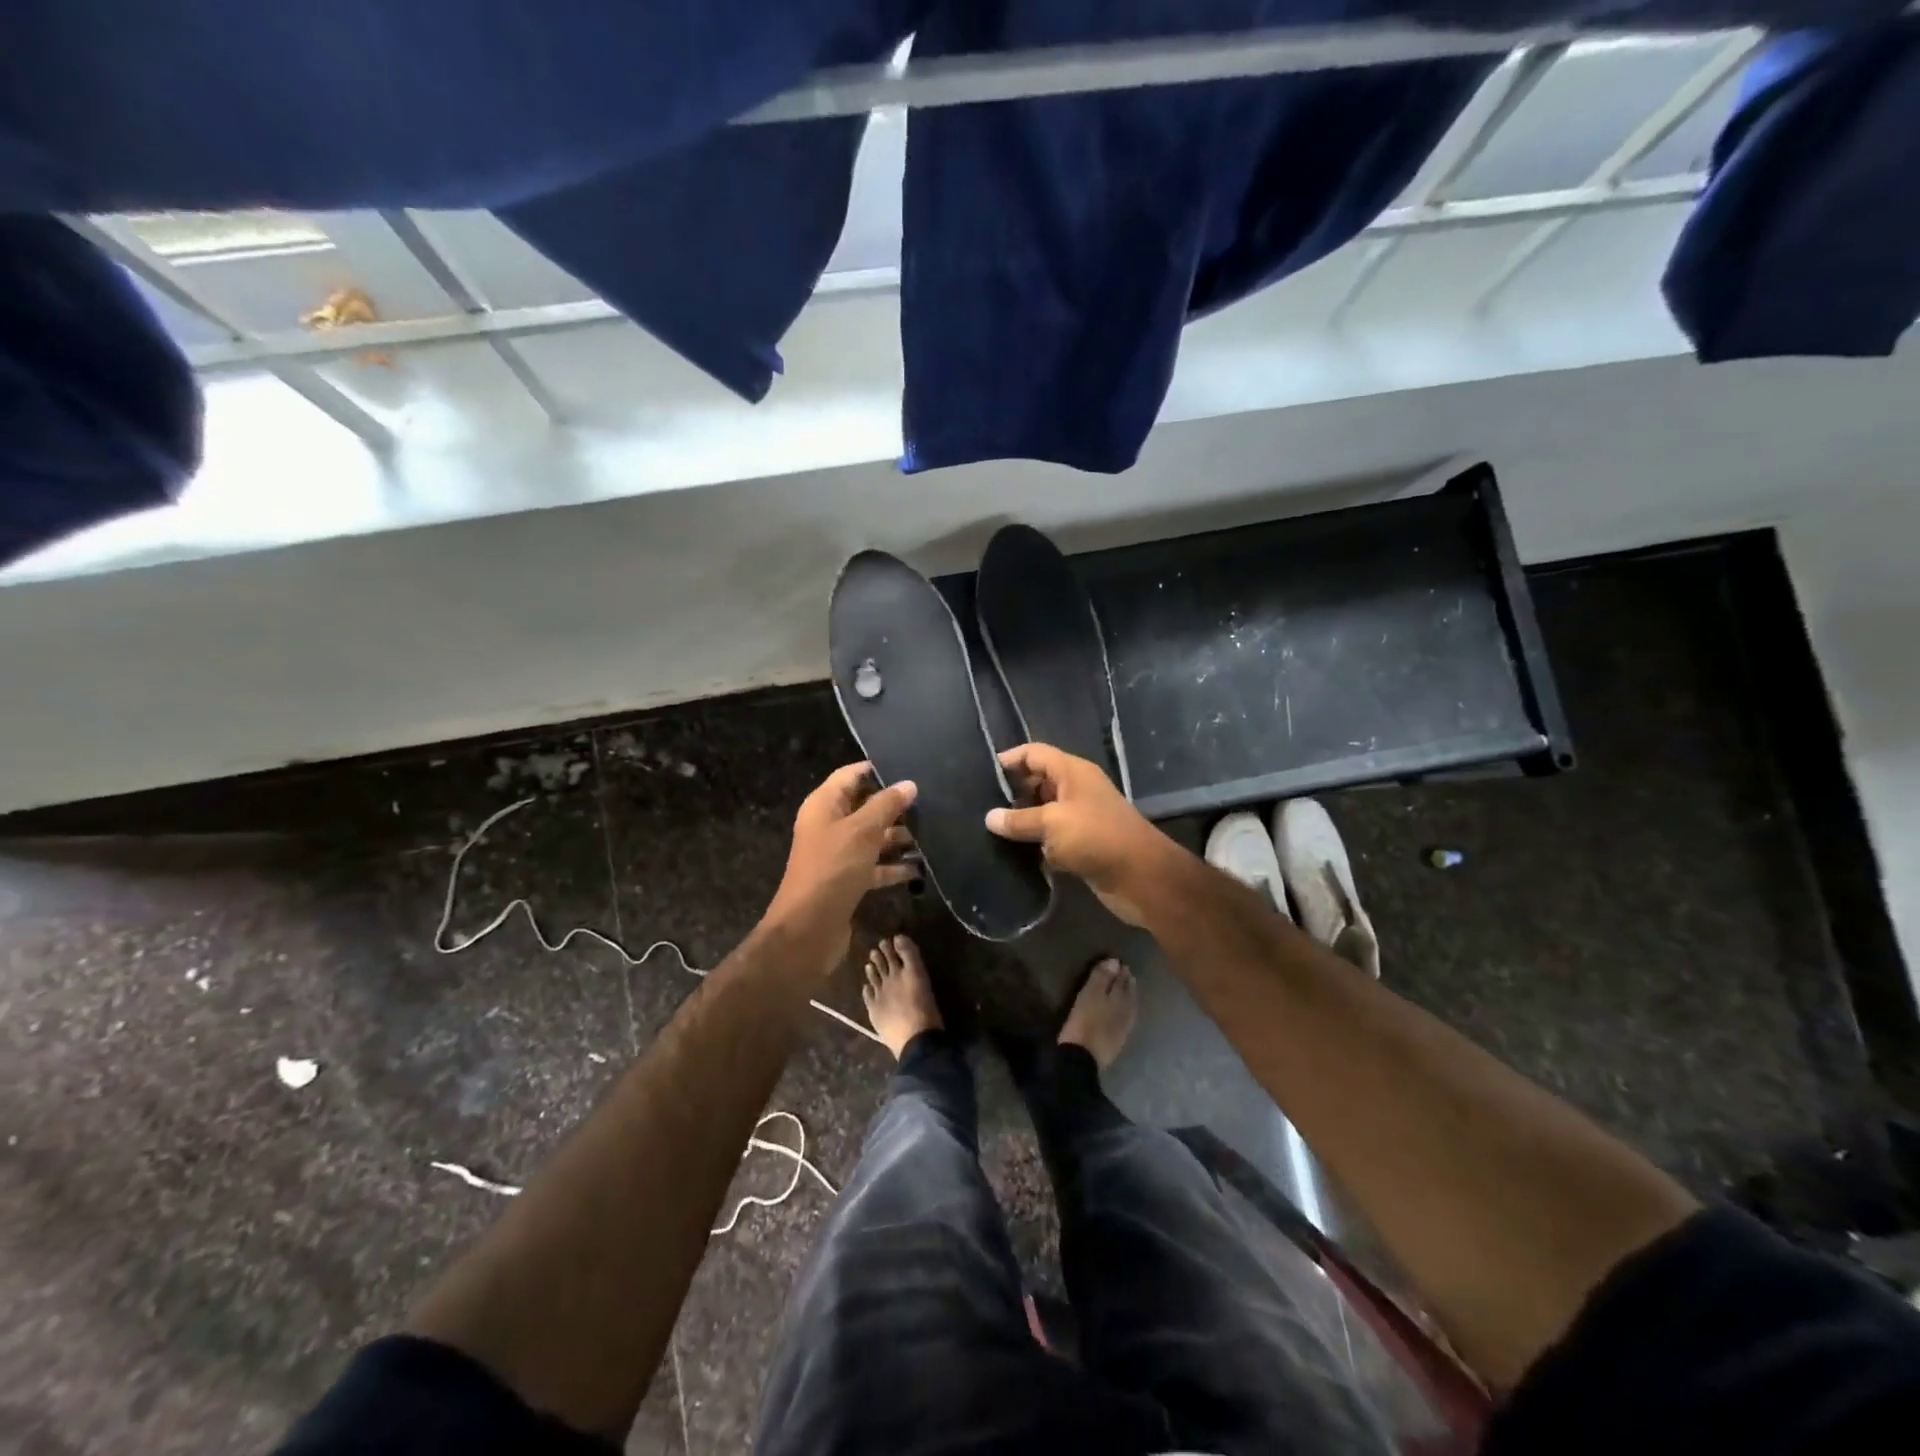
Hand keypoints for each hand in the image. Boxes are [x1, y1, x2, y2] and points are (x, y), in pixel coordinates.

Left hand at [764, 762, 917, 965]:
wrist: (808, 928)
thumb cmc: (833, 869)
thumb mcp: (862, 831)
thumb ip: (886, 805)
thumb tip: (908, 784)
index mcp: (824, 805)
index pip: (850, 775)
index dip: (876, 769)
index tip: (909, 767)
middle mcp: (829, 826)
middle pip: (864, 806)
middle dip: (894, 806)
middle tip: (930, 802)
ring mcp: (838, 854)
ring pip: (872, 837)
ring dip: (897, 837)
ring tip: (931, 834)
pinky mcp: (848, 880)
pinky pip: (874, 865)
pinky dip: (893, 866)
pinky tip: (919, 868)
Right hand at [985, 743, 1179, 926]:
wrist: (1140, 876)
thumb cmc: (1096, 837)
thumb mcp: (1052, 823)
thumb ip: (1019, 820)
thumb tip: (989, 817)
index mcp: (1072, 772)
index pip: (1034, 753)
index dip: (1010, 759)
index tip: (982, 774)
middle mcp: (1075, 789)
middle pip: (1038, 781)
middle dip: (1012, 791)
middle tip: (980, 805)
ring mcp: (1080, 817)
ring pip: (1043, 811)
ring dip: (1022, 820)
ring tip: (988, 829)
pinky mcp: (1081, 843)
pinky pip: (1051, 836)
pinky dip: (1035, 842)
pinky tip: (1012, 851)